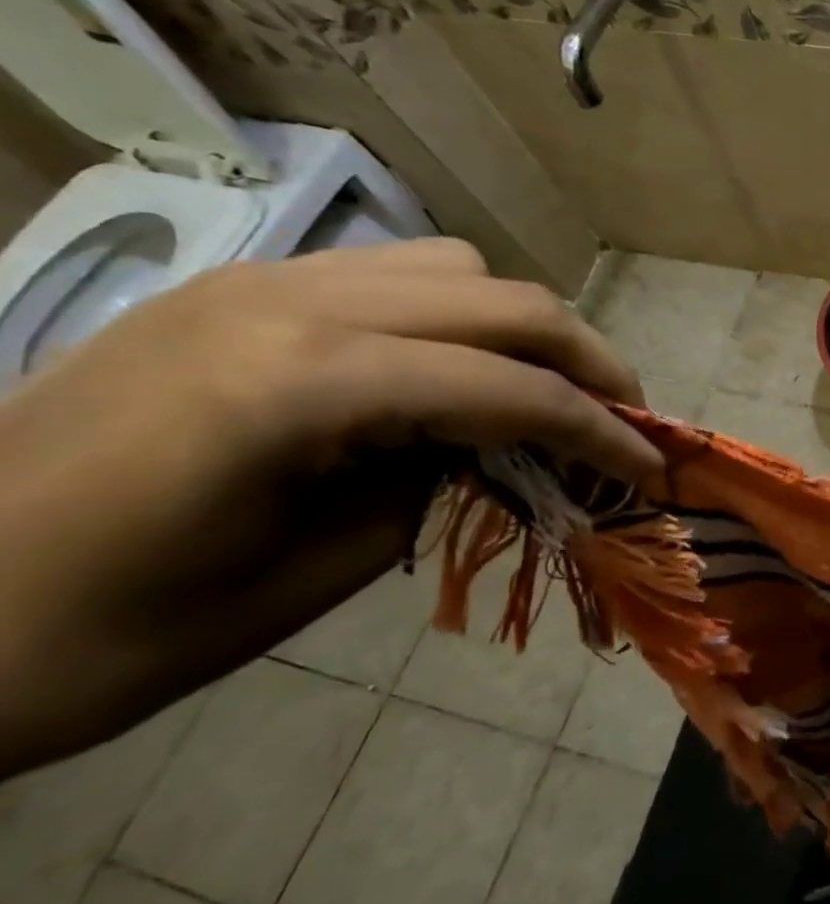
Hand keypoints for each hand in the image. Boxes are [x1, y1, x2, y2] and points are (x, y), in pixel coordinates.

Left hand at [0, 239, 658, 774]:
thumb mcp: (311, 574)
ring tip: (539, 391)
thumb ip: (436, 483)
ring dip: (524, 329)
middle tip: (623, 421)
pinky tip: (450, 370)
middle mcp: (295, 304)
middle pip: (510, 303)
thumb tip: (512, 443)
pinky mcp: (244, 288)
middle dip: (590, 364)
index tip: (650, 469)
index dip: (603, 432)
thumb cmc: (104, 634)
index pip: (514, 390)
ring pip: (461, 270)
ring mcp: (263, 283)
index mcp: (303, 388)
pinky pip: (397, 273)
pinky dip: (459, 314)